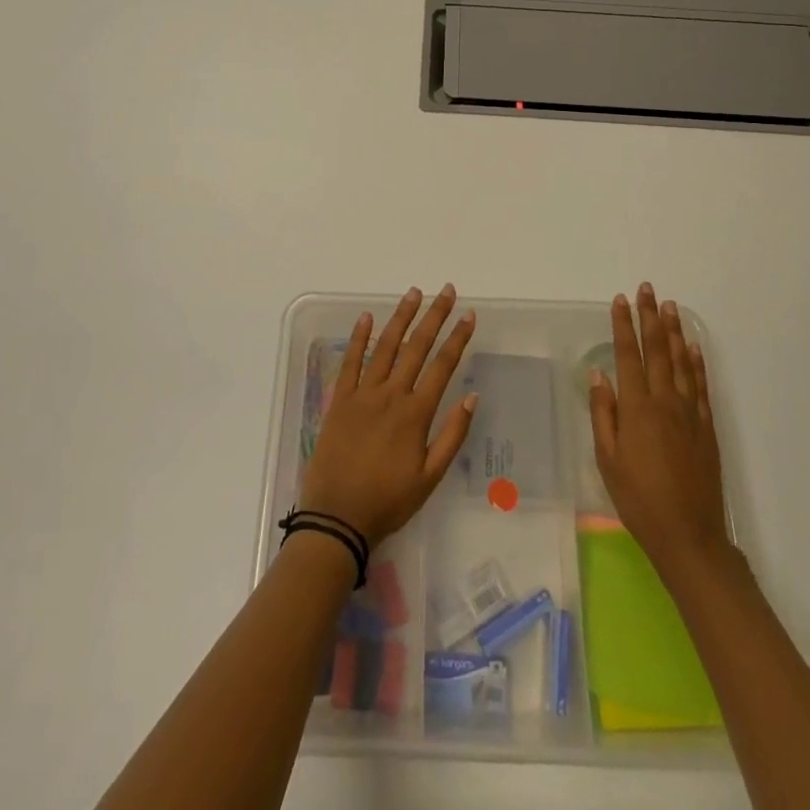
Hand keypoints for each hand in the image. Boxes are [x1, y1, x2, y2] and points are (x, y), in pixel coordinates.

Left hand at [299, 285, 478, 545]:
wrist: (337, 518)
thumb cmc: (388, 501)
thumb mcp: (430, 478)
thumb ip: (452, 436)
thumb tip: (472, 397)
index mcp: (415, 414)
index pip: (442, 366)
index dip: (457, 338)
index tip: (469, 315)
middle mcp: (391, 395)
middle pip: (416, 347)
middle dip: (434, 316)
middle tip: (447, 291)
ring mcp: (363, 394)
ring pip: (385, 346)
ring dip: (401, 317)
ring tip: (414, 293)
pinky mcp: (339, 400)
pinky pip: (350, 362)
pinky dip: (358, 338)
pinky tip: (366, 317)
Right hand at [588, 282, 729, 576]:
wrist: (688, 535)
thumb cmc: (638, 499)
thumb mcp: (607, 459)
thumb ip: (604, 414)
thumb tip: (598, 374)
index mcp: (636, 408)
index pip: (627, 355)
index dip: (623, 326)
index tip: (620, 300)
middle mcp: (664, 401)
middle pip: (657, 350)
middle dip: (650, 317)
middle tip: (648, 289)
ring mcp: (690, 413)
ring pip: (681, 362)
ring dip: (674, 331)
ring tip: (670, 306)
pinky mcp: (707, 427)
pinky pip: (701, 385)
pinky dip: (697, 362)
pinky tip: (694, 347)